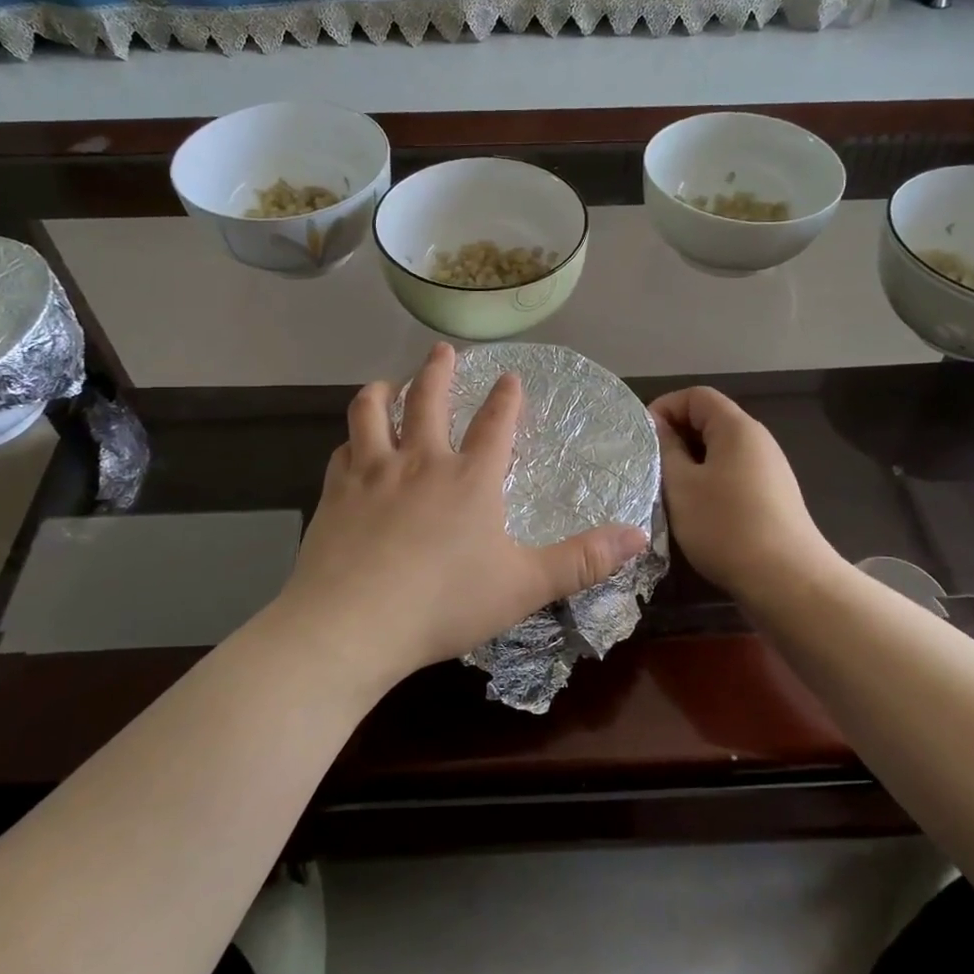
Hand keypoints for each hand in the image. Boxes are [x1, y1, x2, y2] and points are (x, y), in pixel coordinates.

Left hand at [279, 344, 647, 689]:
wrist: (352, 624)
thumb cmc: (444, 603)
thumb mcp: (525, 586)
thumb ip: (583, 560)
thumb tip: (639, 535)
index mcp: (470, 478)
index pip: (495, 424)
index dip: (506, 398)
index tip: (509, 375)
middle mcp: (420, 462)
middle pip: (428, 400)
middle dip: (438, 371)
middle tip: (442, 350)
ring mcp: (372, 473)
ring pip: (372, 412)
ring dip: (383, 392)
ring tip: (388, 383)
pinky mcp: (335, 493)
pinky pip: (342, 451)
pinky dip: (350, 440)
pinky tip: (351, 446)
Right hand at [650, 387, 834, 600]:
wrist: (787, 581)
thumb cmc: (726, 526)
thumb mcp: (681, 485)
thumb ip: (666, 449)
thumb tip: (658, 425)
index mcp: (737, 428)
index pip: (696, 396)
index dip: (664, 407)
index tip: (641, 438)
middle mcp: (757, 441)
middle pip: (709, 420)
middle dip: (675, 436)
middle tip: (648, 465)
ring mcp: (768, 470)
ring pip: (719, 451)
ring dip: (689, 463)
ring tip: (665, 489)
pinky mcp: (772, 497)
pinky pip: (732, 474)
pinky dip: (708, 482)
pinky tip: (694, 510)